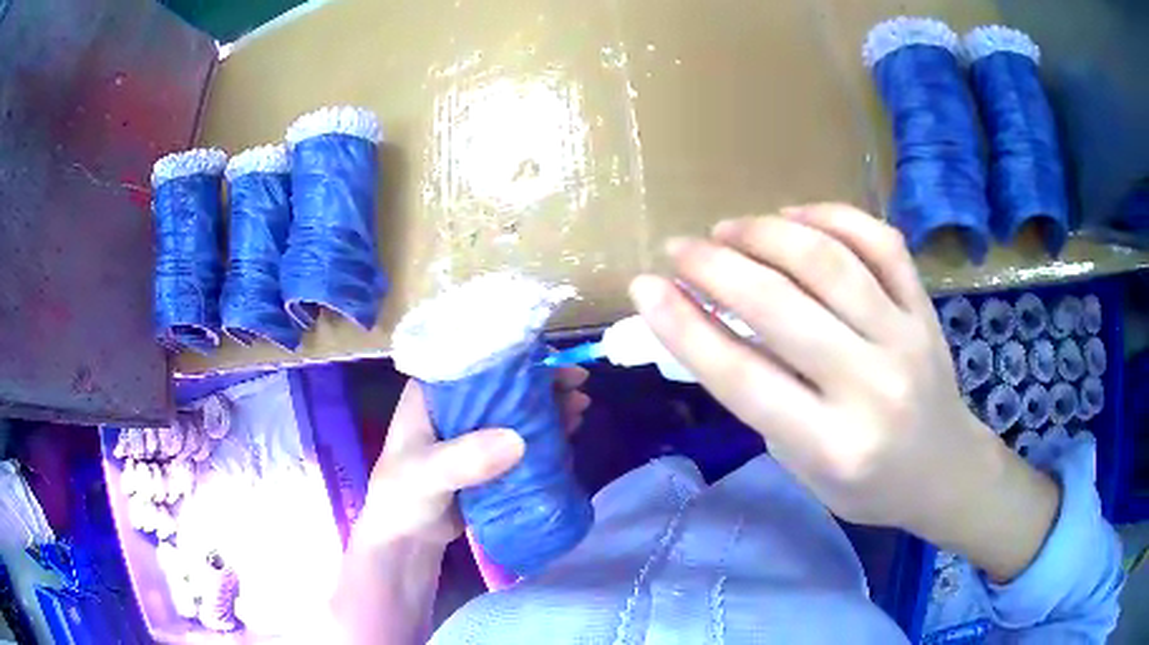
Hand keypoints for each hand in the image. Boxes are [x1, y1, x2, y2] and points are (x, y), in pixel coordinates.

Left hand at [355, 367, 590, 547]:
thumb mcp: (425, 475)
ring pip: (516, 411)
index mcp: (432, 395)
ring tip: (579, 408)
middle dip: (542, 382)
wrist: (405, 539)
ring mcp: (473, 434)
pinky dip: (545, 435)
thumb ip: (463, 459)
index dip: (516, 358)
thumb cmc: (402, 497)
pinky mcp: (487, 459)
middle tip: (577, 386)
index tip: (553, 363)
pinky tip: (568, 434)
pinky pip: (521, 440)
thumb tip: (517, 440)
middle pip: (504, 384)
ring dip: (549, 407)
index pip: (476, 362)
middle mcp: (455, 407)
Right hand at [630, 204, 1056, 579]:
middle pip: (782, 308)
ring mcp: (906, 338)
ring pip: (830, 262)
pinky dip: (833, 217)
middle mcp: (872, 387)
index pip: (745, 377)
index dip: (685, 327)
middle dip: (716, 268)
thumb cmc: (868, 486)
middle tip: (679, 249)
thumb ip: (764, 401)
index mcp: (833, 446)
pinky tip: (796, 215)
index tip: (644, 289)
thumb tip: (711, 328)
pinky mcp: (925, 308)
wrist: (945, 471)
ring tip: (729, 228)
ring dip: (767, 234)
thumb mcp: (804, 467)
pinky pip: (881, 243)